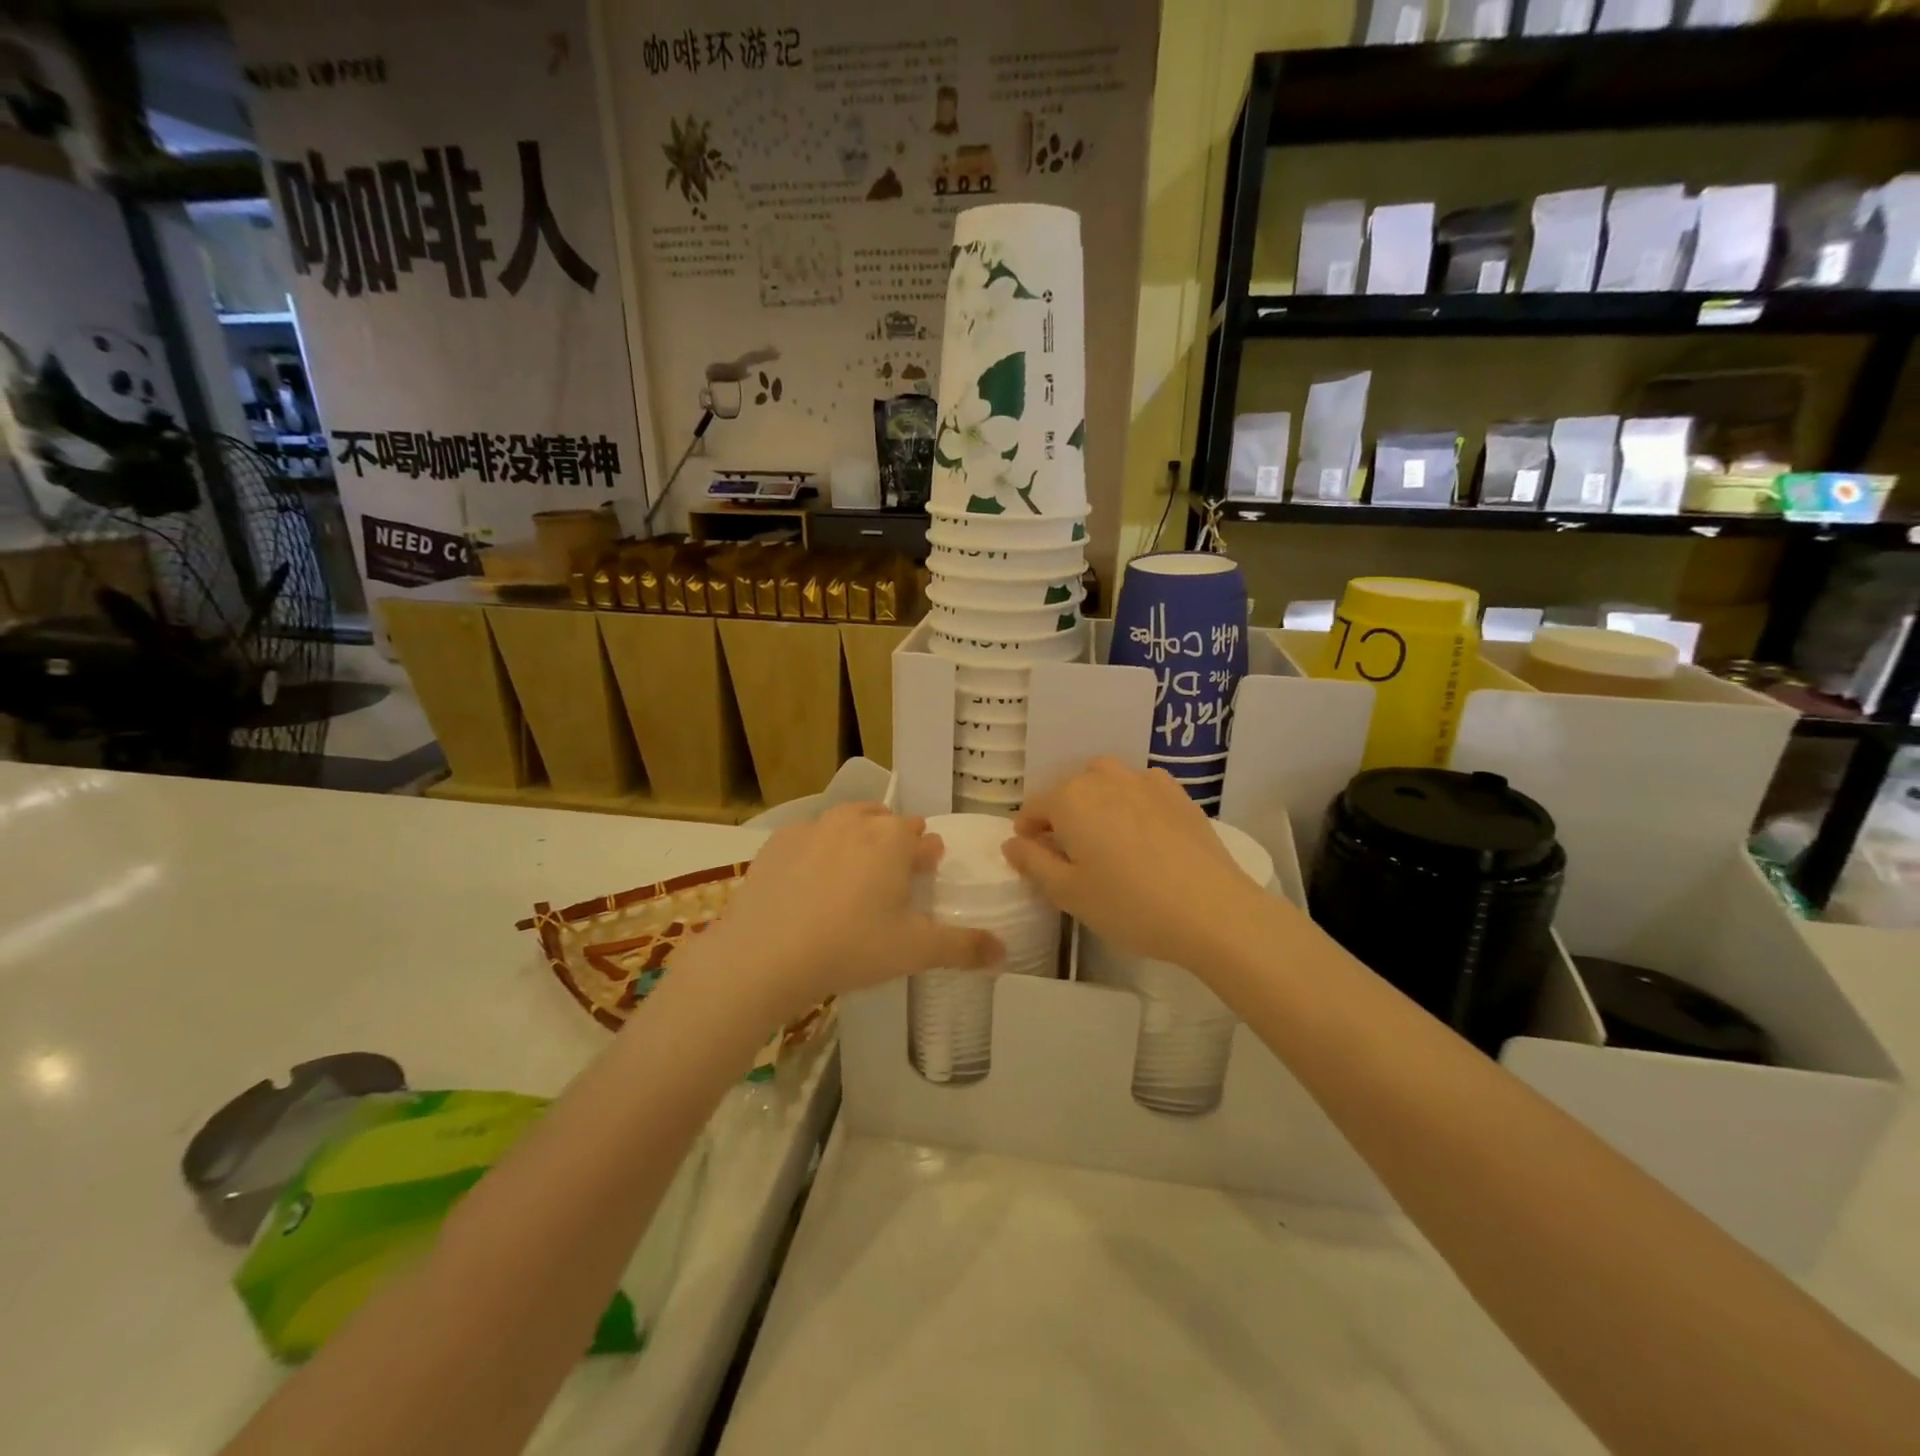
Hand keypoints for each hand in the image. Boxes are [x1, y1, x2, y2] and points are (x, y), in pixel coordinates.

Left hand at [702, 803, 1002, 1014]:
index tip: (926, 872)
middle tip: (891, 877)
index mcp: (893, 839)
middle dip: (894, 842)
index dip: (927, 855)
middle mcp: (854, 821)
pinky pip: (807, 838)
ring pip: (846, 822)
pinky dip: (816, 851)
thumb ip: (964, 947)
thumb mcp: (914, 951)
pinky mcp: (776, 842)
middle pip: (885, 822)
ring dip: (857, 839)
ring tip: (853, 874)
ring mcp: (812, 827)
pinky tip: (809, 883)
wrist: (764, 955)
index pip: (922, 836)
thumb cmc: (850, 947)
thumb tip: (1005, 951)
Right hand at [1002, 758, 1271, 969]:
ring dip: (1096, 804)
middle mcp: (1103, 778)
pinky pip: (1140, 788)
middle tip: (1074, 859)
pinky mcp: (1177, 793)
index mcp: (1070, 799)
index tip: (1037, 861)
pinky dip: (1131, 803)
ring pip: (1105, 783)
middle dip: (1062, 818)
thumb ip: (1033, 863)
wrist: (1212, 911)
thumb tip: (1012, 842)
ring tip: (1108, 842)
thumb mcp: (1069, 893)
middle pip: (1069, 791)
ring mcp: (1144, 780)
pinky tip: (1143, 835)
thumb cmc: (1129, 905)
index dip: (1028, 835)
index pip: (1033, 808)